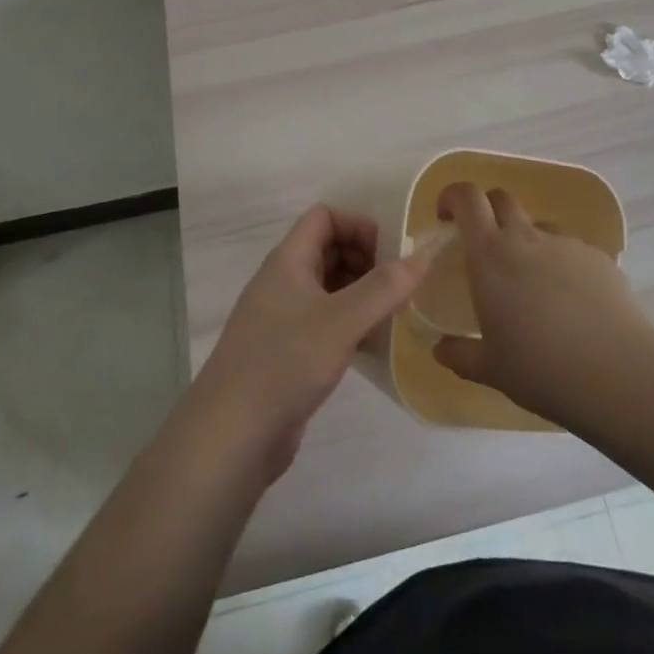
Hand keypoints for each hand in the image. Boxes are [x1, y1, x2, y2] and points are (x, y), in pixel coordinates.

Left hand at [188, 205, 431, 482]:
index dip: (358, 226)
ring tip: (393, 315)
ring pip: (329, 288)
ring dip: (362, 294)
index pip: (325, 217)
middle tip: (398, 287)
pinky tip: (374, 347)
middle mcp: (284, 281)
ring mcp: (284, 318)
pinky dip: (351, 325)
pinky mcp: (289, 352)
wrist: (230, 437)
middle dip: (366, 260)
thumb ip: (384, 287)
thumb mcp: (341, 321)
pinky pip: (326, 322)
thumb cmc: (284, 364)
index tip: (389, 255)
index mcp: (288, 260)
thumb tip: (424, 254)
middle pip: (329, 249)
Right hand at [430, 182, 653, 425]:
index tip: (446, 217)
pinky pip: (571, 251)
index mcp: (491, 254)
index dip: (453, 197)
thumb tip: (440, 349)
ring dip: (527, 243)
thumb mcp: (491, 369)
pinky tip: (572, 305)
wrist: (619, 374)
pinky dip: (561, 266)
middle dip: (488, 211)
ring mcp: (566, 244)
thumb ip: (460, 354)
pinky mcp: (599, 258)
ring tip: (533, 287)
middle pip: (502, 198)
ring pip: (538, 227)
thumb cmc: (541, 369)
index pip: (467, 198)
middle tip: (485, 247)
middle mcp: (526, 237)